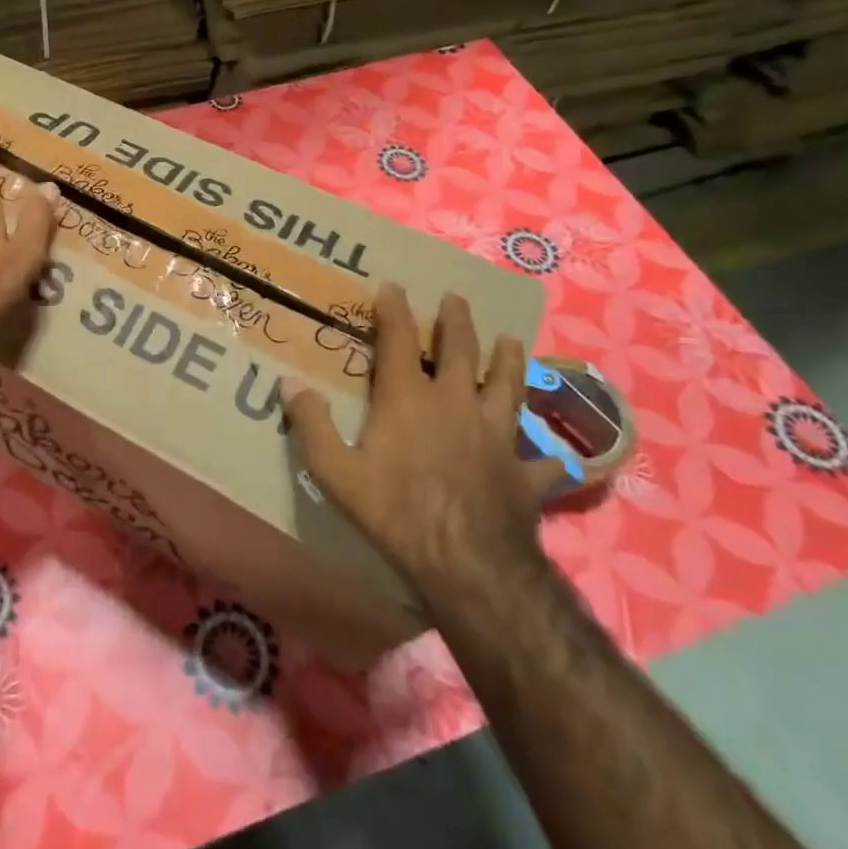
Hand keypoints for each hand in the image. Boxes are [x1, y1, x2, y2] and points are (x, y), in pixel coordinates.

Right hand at [282, 285, 561, 607]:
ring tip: (510, 339)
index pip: (399, 340)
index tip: (392, 285)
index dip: (394, 310)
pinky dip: (548, 457)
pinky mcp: (524, 472)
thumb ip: (311, 424)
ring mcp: (496, 435)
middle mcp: (456, 404)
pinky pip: (542, 461)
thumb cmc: (394, 510)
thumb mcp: (334, 471)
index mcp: (409, 398)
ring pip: (507, 387)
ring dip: (508, 361)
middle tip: (456, 298)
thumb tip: (289, 384)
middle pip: (460, 351)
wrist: (466, 562)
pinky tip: (557, 457)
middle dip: (456, 321)